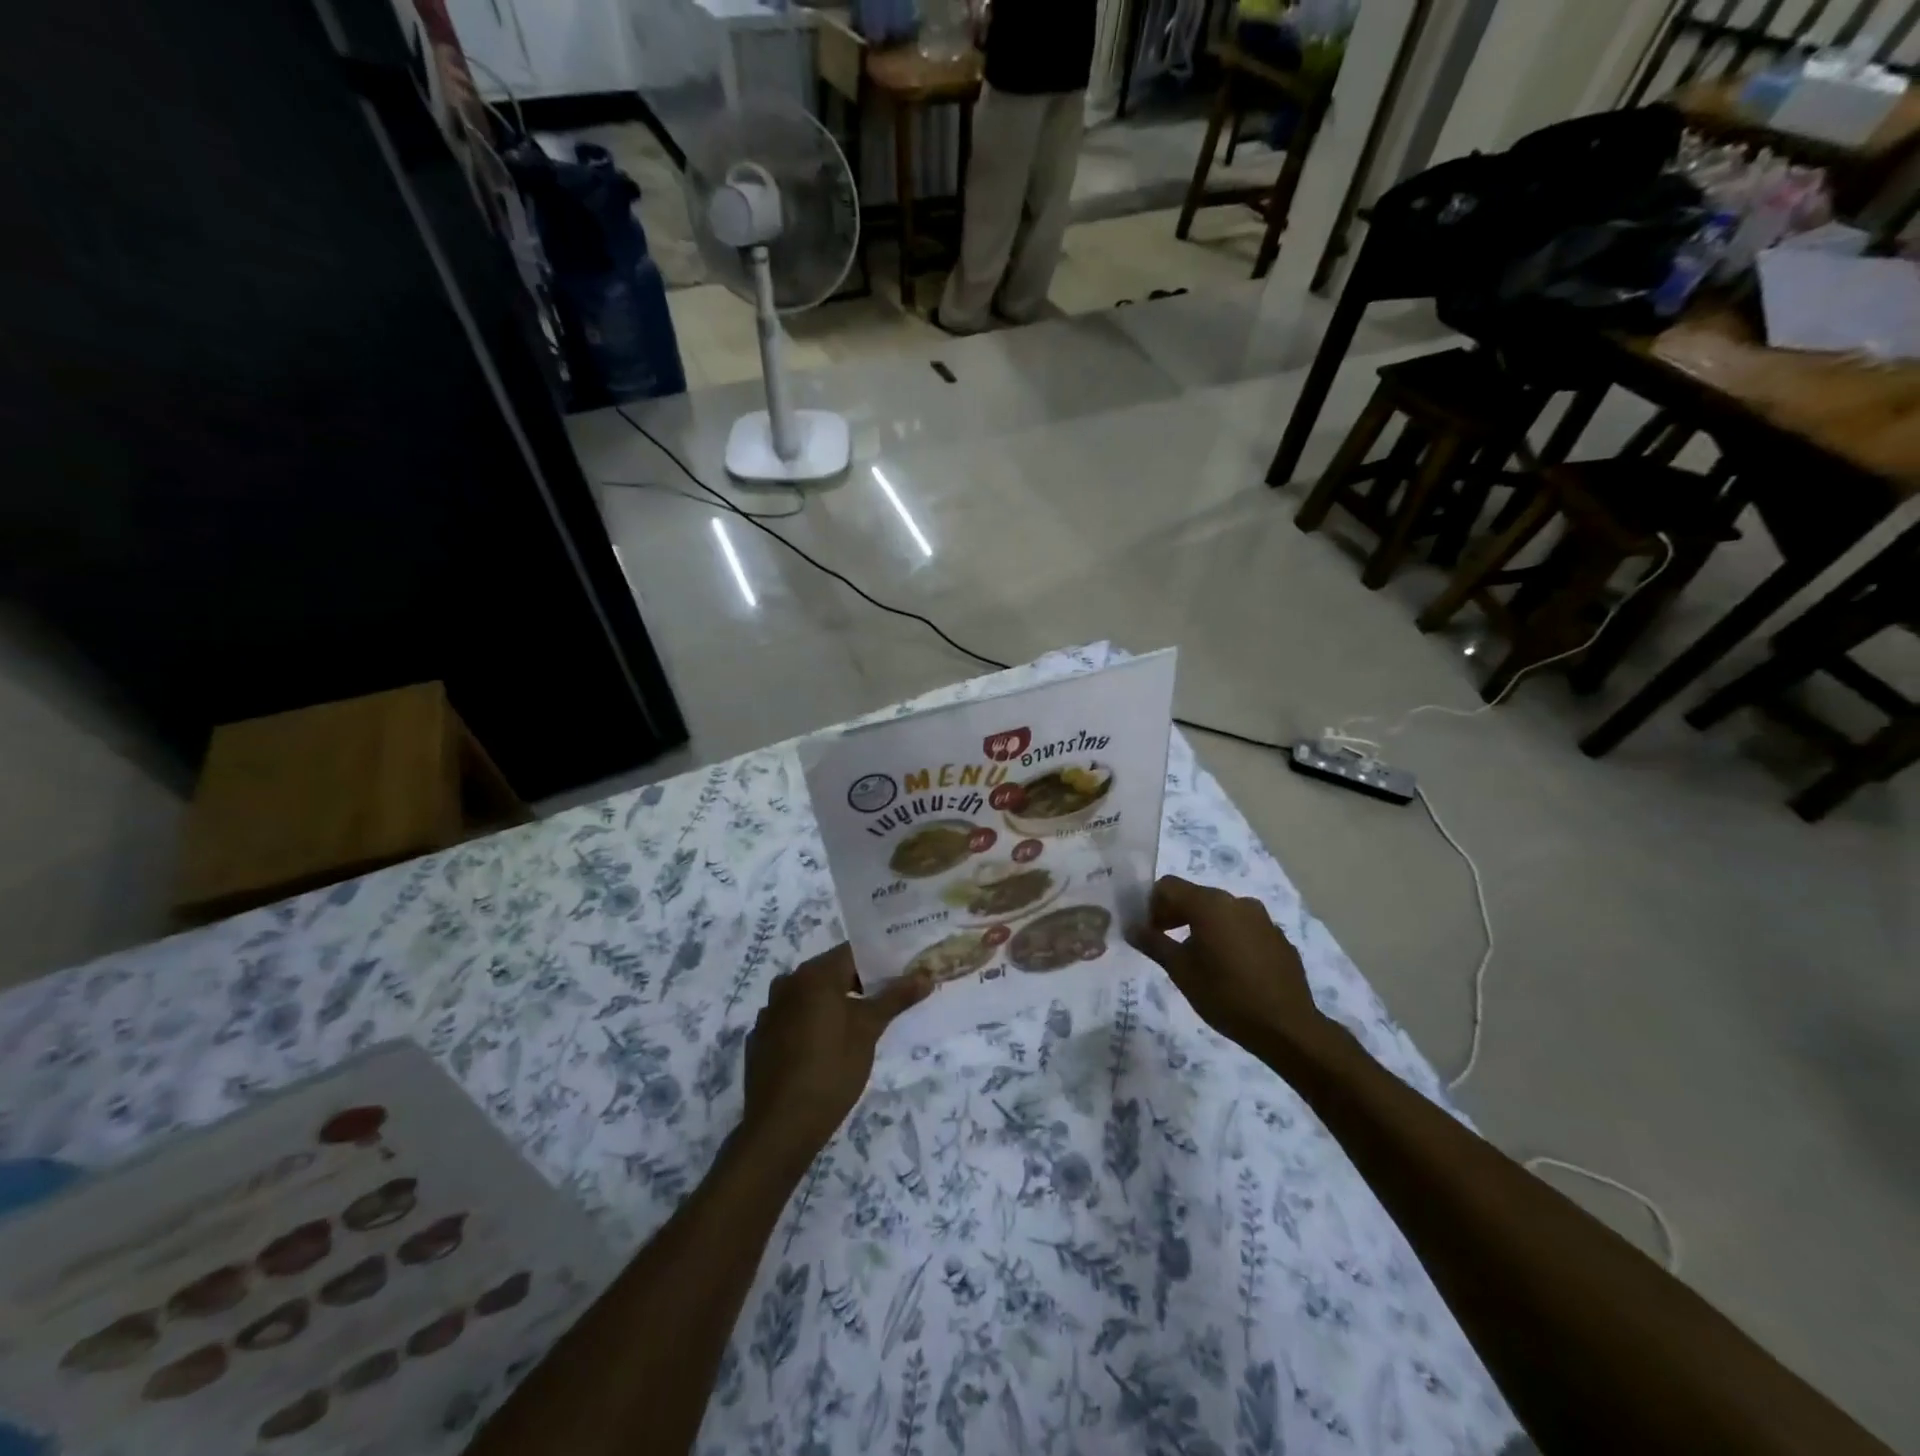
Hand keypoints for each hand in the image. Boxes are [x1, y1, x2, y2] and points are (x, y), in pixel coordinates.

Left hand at [741, 944, 930, 1169]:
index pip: (852, 952)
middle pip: (831, 972)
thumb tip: (926, 975)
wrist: (780, 1127)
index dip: (880, 959)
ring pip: (811, 996)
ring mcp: (770, 1012)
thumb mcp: (869, 1030)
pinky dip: (813, 1022)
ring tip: (863, 1022)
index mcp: (813, 975)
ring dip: (836, 1002)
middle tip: (890, 997)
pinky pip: (793, 1018)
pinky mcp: (761, 1039)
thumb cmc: (831, 1069)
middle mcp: (787, 984)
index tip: (902, 971)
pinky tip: (827, 1046)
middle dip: (860, 982)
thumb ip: (895, 997)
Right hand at [1129, 876, 1326, 1049]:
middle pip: (1195, 896)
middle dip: (1175, 914)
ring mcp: (1262, 918)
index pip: (1169, 886)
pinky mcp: (1278, 937)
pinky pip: (1243, 927)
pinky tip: (1230, 969)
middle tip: (1166, 944)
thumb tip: (1132, 928)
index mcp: (1210, 904)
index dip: (1152, 905)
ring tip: (1199, 959)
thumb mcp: (1181, 971)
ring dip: (1202, 926)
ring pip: (1221, 911)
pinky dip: (1228, 937)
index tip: (1149, 932)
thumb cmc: (1226, 996)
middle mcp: (1237, 901)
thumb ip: (1154, 944)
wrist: (1287, 1027)